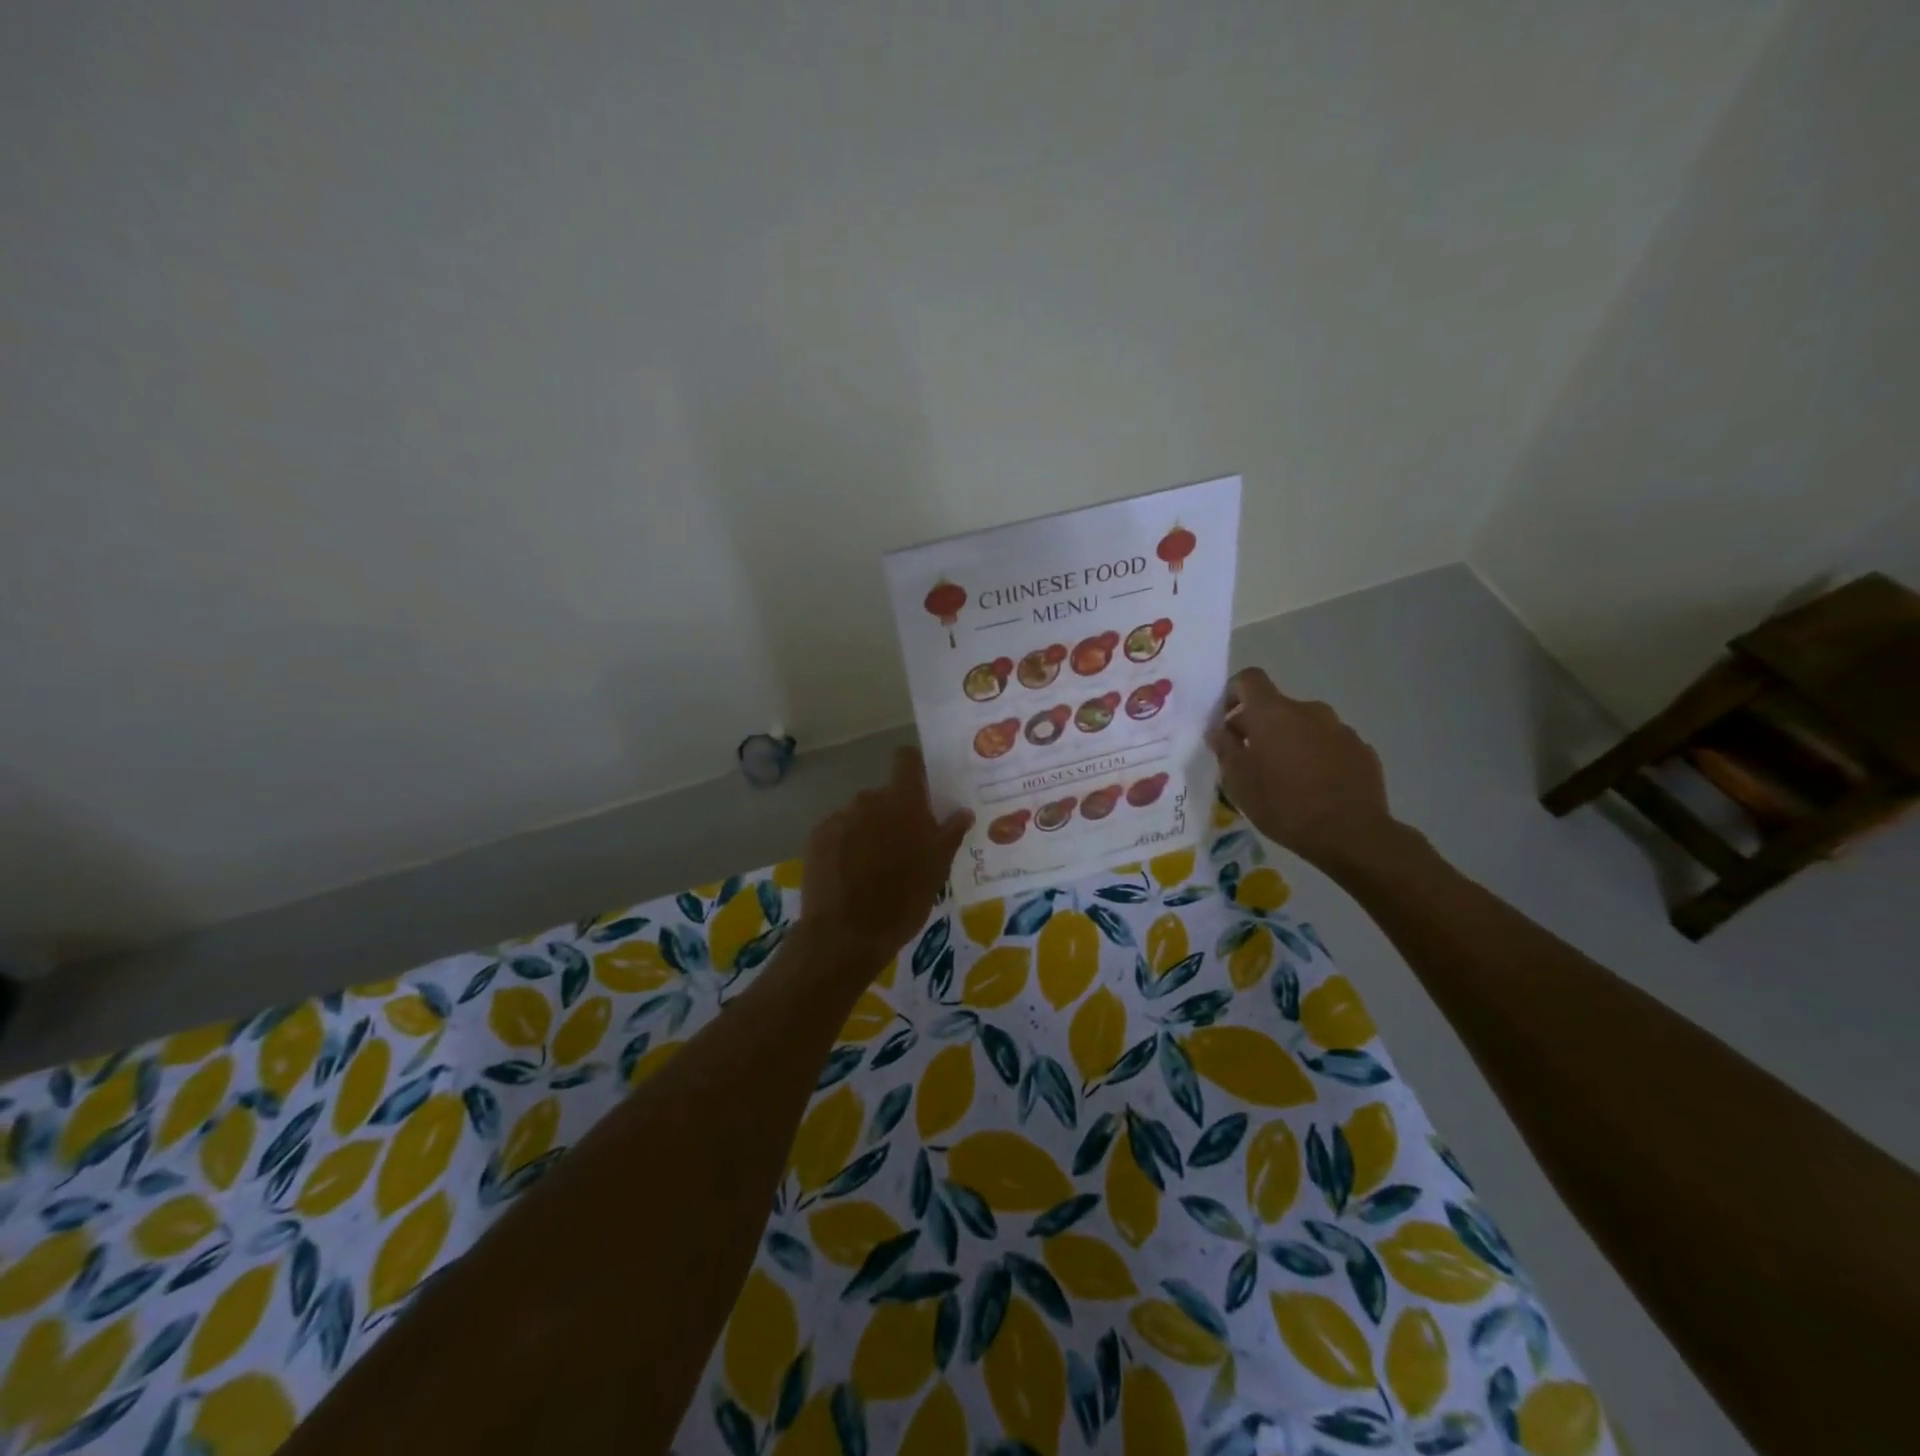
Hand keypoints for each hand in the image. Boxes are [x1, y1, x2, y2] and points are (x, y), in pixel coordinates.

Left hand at [800, 746, 972, 976]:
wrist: (846, 934)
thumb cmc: (903, 900)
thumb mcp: (937, 870)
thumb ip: (950, 834)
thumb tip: (963, 812)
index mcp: (903, 801)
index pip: (906, 760)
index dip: (914, 768)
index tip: (921, 789)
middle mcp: (869, 799)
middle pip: (884, 795)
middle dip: (893, 814)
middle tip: (903, 847)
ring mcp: (839, 817)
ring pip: (860, 815)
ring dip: (869, 831)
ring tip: (873, 868)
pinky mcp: (817, 837)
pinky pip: (838, 831)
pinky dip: (845, 845)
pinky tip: (849, 875)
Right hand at [1206, 668, 1399, 870]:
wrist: (1351, 834)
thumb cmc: (1283, 805)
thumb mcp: (1238, 781)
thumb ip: (1225, 749)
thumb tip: (1218, 730)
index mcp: (1273, 713)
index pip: (1249, 679)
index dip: (1233, 692)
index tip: (1226, 721)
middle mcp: (1308, 710)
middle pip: (1276, 706)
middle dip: (1260, 727)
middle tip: (1251, 760)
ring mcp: (1340, 729)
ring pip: (1305, 726)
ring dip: (1290, 742)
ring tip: (1286, 778)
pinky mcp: (1361, 749)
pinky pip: (1330, 744)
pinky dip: (1317, 756)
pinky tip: (1315, 787)